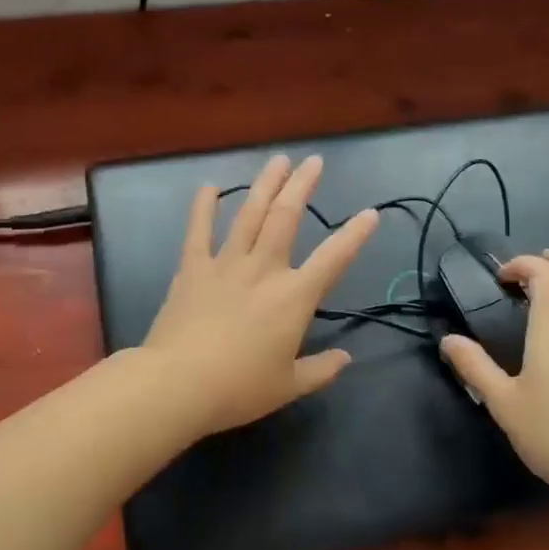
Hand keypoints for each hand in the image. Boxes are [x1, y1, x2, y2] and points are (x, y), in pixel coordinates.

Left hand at [144, 154, 377, 437]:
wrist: (178, 384)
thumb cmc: (239, 388)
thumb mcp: (289, 386)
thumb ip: (320, 370)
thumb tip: (346, 359)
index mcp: (293, 297)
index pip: (333, 259)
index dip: (354, 235)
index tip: (370, 213)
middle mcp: (263, 270)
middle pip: (286, 217)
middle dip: (302, 186)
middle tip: (313, 161)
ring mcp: (225, 264)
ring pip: (249, 214)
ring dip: (265, 185)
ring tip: (278, 161)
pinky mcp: (192, 268)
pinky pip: (198, 231)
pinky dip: (204, 207)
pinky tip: (209, 186)